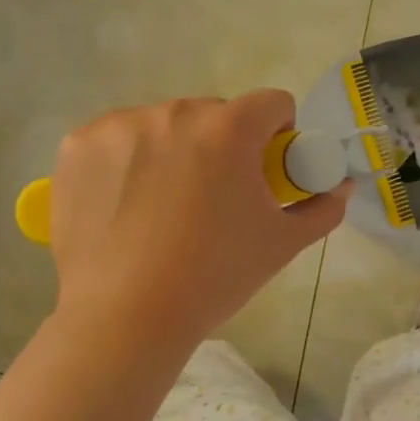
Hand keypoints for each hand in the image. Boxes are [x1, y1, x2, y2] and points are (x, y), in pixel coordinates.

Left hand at [47, 91, 351, 346]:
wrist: (125, 317)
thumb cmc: (214, 277)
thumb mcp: (281, 245)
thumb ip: (322, 208)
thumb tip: (342, 186)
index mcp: (230, 129)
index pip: (272, 103)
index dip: (279, 134)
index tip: (267, 169)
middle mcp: (174, 112)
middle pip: (215, 114)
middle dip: (224, 145)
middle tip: (215, 198)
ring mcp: (120, 125)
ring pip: (163, 125)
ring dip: (174, 150)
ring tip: (164, 208)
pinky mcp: (78, 145)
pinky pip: (117, 138)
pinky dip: (127, 160)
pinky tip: (125, 204)